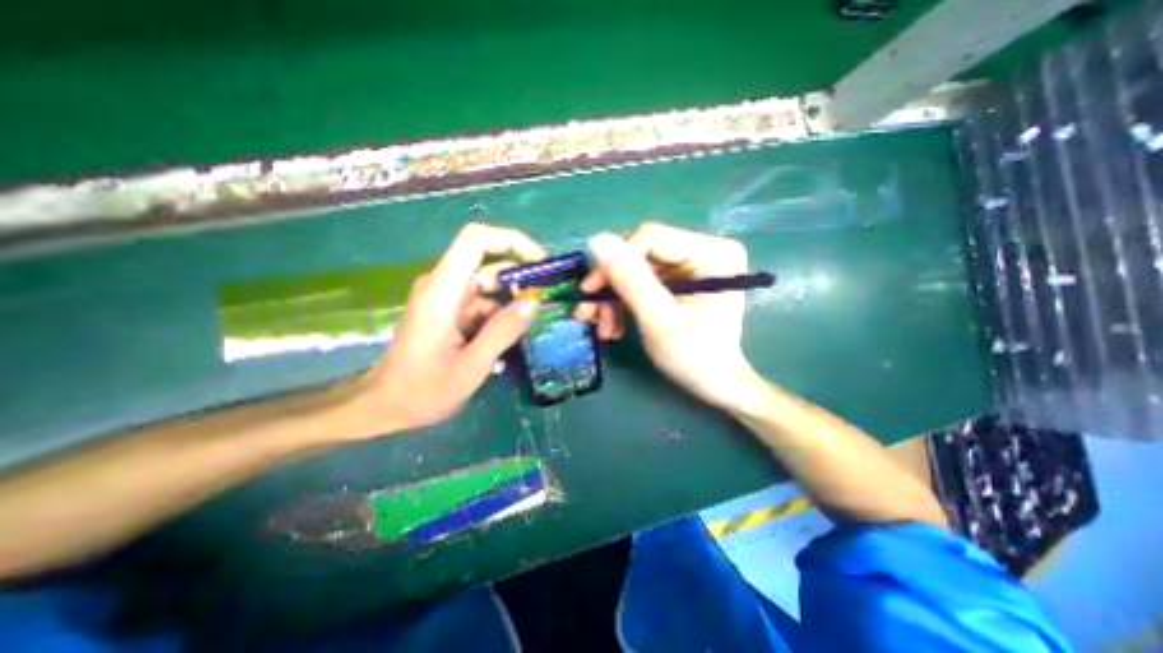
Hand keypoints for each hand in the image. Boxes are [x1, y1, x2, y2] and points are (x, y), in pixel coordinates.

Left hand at [355, 223, 545, 432]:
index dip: (511, 240)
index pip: (476, 239)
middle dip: (519, 277)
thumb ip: (503, 332)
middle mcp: (442, 286)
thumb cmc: (422, 390)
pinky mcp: (446, 312)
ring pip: (486, 285)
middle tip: (545, 300)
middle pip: (486, 262)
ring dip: (511, 300)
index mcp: (443, 292)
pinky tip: (509, 340)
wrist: (383, 406)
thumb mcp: (471, 366)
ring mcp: (444, 299)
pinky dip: (498, 315)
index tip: (540, 262)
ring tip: (530, 327)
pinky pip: (480, 303)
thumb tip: (532, 302)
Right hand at [576, 222, 759, 408]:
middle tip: (588, 314)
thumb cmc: (695, 358)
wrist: (714, 384)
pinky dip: (623, 304)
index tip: (590, 293)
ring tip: (603, 329)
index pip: (650, 238)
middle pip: (640, 255)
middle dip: (611, 287)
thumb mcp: (659, 320)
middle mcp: (703, 250)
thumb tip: (596, 239)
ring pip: (635, 270)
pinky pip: (640, 283)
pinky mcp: (678, 280)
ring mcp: (690, 265)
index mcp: (712, 253)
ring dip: (613, 300)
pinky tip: (614, 326)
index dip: (615, 262)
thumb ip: (630, 280)